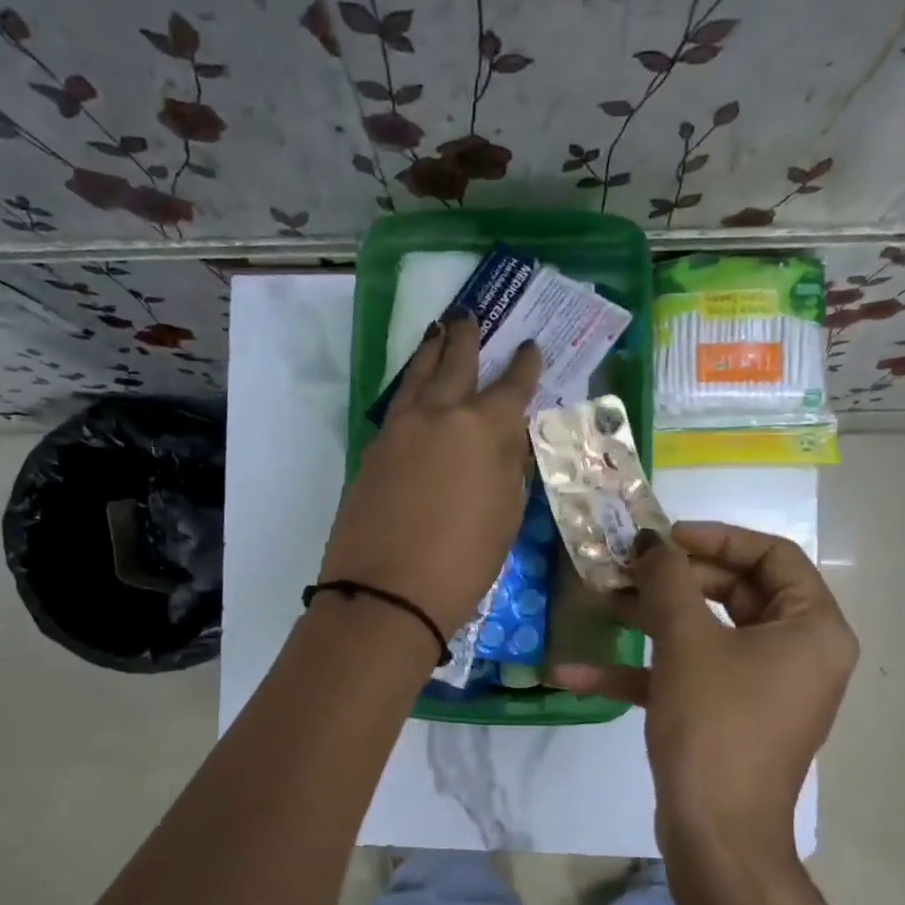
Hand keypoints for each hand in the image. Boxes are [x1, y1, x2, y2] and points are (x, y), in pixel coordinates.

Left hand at [320, 314, 541, 635]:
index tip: (530, 347)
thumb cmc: (463, 562)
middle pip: (455, 362)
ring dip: (430, 351)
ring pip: (417, 374)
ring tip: (436, 331)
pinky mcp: (373, 448)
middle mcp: (441, 414)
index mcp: (484, 429)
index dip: (525, 365)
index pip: (512, 386)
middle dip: (466, 337)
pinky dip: (410, 386)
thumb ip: (508, 467)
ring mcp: (400, 428)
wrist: (388, 591)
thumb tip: (505, 440)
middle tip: (467, 314)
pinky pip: (398, 403)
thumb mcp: (505, 516)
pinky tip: (414, 388)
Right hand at [549, 522, 857, 857]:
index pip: (773, 556)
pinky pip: (688, 677)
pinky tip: (574, 672)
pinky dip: (641, 671)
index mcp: (811, 628)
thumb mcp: (687, 640)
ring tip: (596, 598)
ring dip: (648, 617)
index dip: (717, 537)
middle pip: (734, 591)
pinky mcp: (728, 715)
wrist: (715, 833)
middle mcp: (796, 653)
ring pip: (704, 633)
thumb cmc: (716, 723)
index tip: (665, 535)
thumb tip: (651, 541)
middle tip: (625, 564)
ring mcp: (760, 687)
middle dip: (672, 578)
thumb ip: (668, 579)